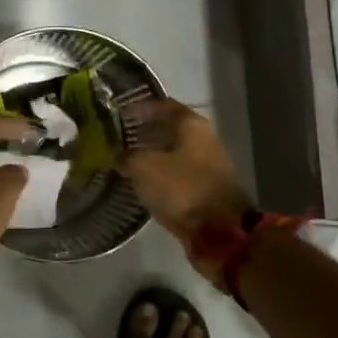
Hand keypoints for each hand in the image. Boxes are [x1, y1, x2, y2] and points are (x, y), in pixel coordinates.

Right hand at [118, 99, 252, 244]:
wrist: (220, 231)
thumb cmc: (182, 188)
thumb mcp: (144, 168)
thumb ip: (126, 157)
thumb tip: (117, 155)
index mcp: (192, 125)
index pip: (163, 105)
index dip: (140, 107)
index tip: (119, 112)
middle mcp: (204, 140)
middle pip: (170, 129)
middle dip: (144, 132)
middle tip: (118, 137)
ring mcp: (208, 166)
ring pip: (174, 154)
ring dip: (152, 155)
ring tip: (126, 161)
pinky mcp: (206, 191)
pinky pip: (178, 176)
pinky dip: (160, 176)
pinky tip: (142, 183)